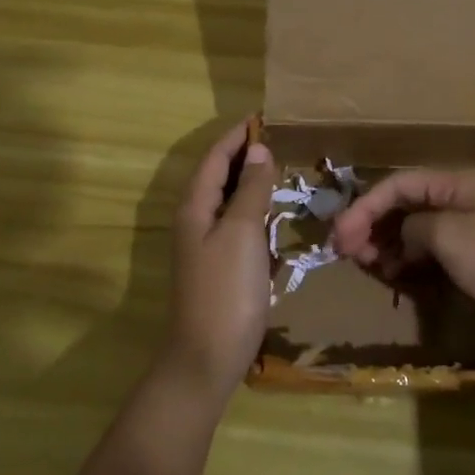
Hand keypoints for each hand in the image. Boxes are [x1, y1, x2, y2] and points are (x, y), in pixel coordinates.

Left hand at [162, 119, 278, 403]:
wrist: (207, 357)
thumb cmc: (225, 290)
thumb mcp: (241, 232)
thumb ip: (249, 190)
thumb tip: (259, 150)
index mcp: (195, 206)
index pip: (215, 157)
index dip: (236, 136)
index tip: (262, 117)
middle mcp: (195, 220)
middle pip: (218, 176)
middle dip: (243, 155)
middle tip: (277, 139)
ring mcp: (205, 246)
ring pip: (227, 201)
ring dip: (249, 182)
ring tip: (279, 167)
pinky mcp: (219, 267)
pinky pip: (236, 226)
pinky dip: (253, 211)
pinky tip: (273, 214)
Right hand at [332, 169, 474, 346]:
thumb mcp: (449, 237)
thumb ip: (414, 226)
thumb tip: (404, 233)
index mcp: (454, 182)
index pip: (397, 184)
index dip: (364, 206)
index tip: (340, 235)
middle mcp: (458, 196)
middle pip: (403, 203)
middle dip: (371, 224)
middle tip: (346, 251)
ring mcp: (466, 224)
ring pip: (413, 226)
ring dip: (386, 242)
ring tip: (365, 262)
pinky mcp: (472, 251)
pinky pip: (428, 246)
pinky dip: (407, 256)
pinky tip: (394, 272)